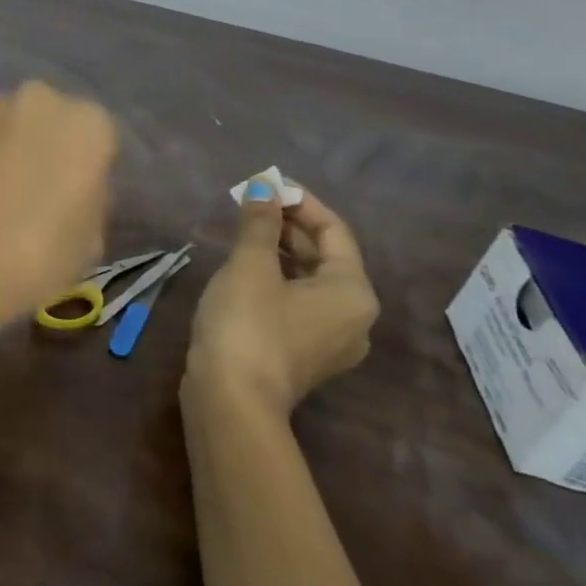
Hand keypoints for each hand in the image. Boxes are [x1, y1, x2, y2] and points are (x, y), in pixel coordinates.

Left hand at [0, 81, 118, 334]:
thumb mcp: (90, 242)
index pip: (102, 140)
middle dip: (52, 148)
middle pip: (56, 121)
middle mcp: (42, 100)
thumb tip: (76, 192)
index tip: (80, 201)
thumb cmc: (37, 257)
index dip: (92, 172)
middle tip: (43, 194)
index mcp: (89, 124)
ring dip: (14, 148)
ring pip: (16, 125)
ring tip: (3, 196)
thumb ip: (92, 201)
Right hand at [185, 186, 379, 413]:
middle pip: (325, 256)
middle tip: (251, 203)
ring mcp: (332, 342)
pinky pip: (300, 304)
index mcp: (352, 291)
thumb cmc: (247, 324)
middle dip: (288, 225)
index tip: (266, 184)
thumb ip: (259, 222)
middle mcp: (354, 317)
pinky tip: (247, 269)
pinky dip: (279, 279)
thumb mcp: (250, 265)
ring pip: (310, 281)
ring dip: (281, 251)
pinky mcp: (306, 356)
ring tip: (245, 230)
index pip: (334, 231)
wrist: (230, 401)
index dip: (300, 202)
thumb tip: (263, 187)